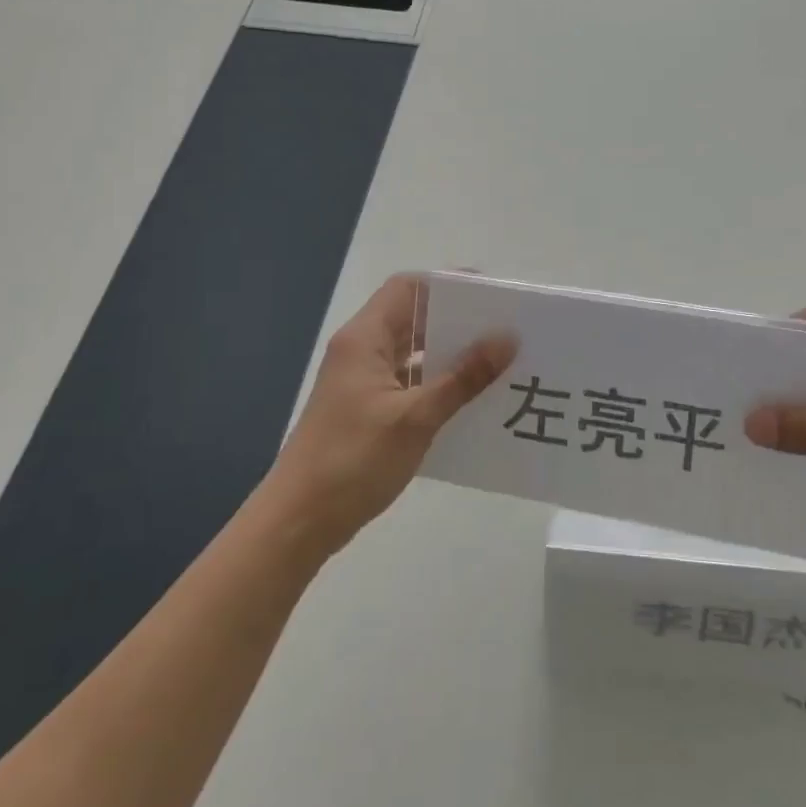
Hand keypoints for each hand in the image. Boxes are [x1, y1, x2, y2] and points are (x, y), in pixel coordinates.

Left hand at [255, 274, 515, 558]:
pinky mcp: (365, 409)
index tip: (489, 294)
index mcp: (364, 338)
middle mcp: (360, 351)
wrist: (298, 522)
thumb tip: (507, 338)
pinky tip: (468, 400)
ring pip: (411, 352)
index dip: (446, 284)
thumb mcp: (415, 417)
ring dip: (448, 355)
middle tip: (503, 329)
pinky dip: (435, 384)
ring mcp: (361, 381)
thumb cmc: (353, 460)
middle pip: (411, 317)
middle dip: (455, 320)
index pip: (407, 288)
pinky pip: (407, 382)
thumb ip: (463, 378)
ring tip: (496, 362)